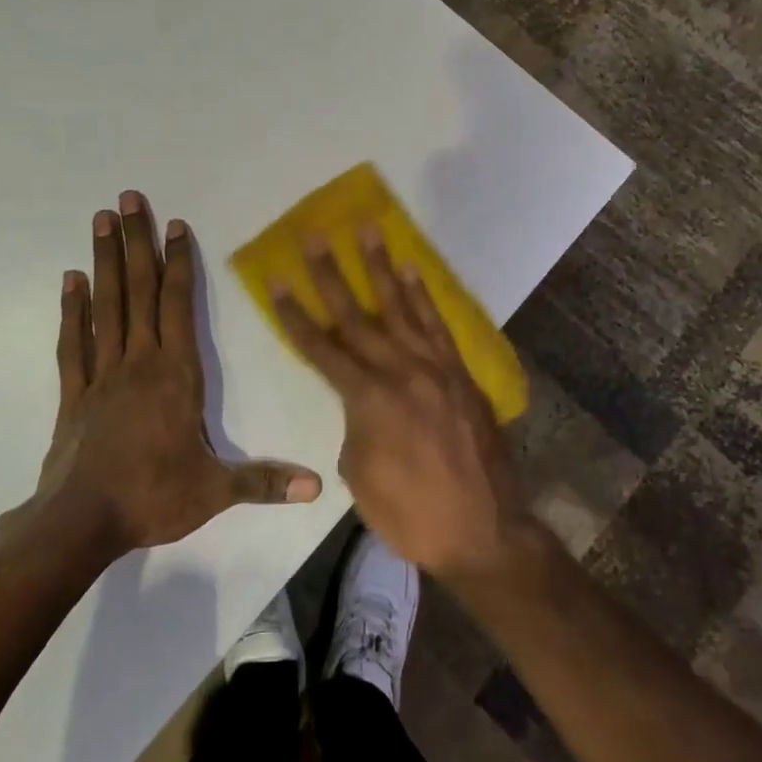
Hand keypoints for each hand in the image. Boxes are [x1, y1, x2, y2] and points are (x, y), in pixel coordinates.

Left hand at [40, 191, 322, 555]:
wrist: (81, 523)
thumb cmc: (152, 497)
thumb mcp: (216, 491)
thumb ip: (265, 481)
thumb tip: (317, 485)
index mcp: (176, 374)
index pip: (178, 304)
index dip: (178, 262)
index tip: (175, 225)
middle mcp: (139, 361)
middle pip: (138, 290)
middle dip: (136, 242)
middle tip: (126, 198)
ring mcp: (102, 373)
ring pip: (106, 305)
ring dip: (105, 260)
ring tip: (100, 220)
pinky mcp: (74, 392)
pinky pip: (73, 342)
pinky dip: (72, 309)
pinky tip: (71, 280)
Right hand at [269, 227, 531, 579]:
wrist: (484, 531)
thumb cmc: (411, 514)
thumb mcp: (361, 476)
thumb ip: (355, 425)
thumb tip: (362, 402)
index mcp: (368, 400)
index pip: (321, 348)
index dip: (295, 315)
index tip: (277, 280)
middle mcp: (400, 372)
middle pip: (356, 316)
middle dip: (330, 274)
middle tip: (314, 235)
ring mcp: (435, 368)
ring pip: (400, 308)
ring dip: (381, 267)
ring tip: (368, 229)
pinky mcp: (461, 373)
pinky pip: (438, 325)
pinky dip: (423, 296)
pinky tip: (412, 270)